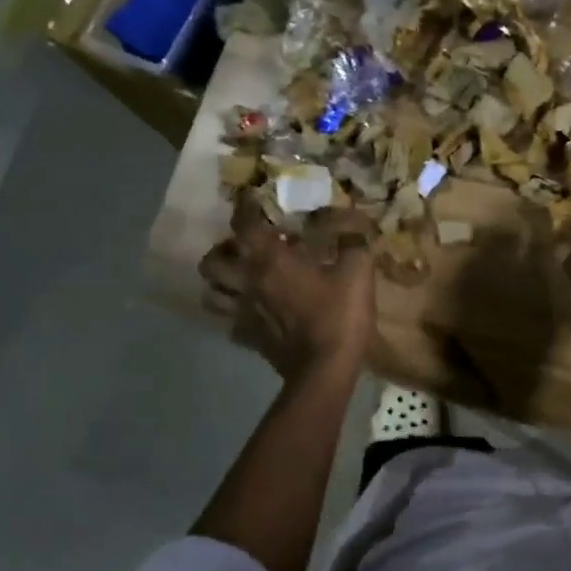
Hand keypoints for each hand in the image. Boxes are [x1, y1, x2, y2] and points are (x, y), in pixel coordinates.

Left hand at [199, 200, 376, 378]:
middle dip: (223, 250)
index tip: (253, 199)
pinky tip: (254, 311)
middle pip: (212, 261)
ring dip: (221, 282)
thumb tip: (351, 225)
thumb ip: (352, 242)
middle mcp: (247, 282)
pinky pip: (230, 322)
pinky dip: (236, 313)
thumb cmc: (338, 315)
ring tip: (241, 278)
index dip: (245, 207)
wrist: (325, 371)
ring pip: (212, 293)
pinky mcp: (248, 339)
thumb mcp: (358, 271)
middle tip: (244, 247)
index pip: (243, 224)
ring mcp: (243, 313)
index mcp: (270, 260)